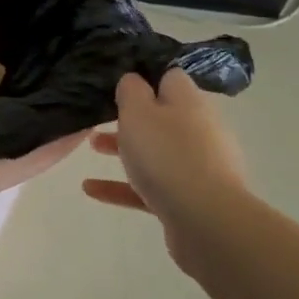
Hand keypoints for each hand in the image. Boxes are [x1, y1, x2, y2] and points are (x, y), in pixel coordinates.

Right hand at [83, 69, 247, 271]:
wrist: (206, 221)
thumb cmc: (167, 155)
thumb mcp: (138, 112)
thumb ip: (131, 90)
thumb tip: (133, 79)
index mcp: (190, 102)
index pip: (170, 78)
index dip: (144, 77)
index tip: (117, 84)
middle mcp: (200, 130)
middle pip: (163, 117)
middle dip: (131, 118)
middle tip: (100, 118)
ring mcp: (199, 166)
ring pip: (157, 152)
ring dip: (125, 149)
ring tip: (92, 148)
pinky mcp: (191, 199)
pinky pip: (152, 187)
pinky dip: (123, 186)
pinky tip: (91, 190)